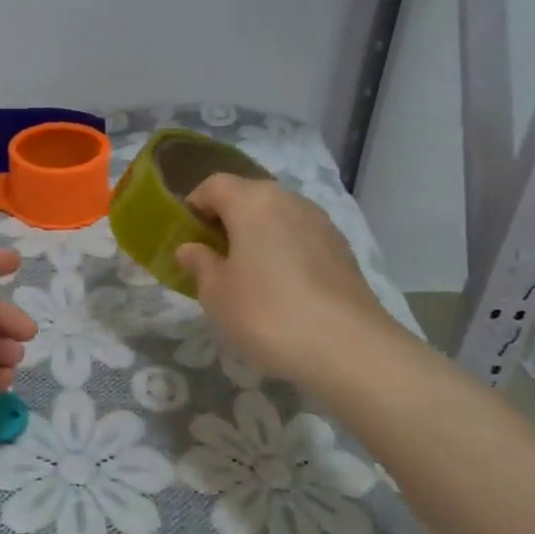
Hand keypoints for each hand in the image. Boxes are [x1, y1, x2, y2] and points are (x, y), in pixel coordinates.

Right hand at [175, 175, 402, 385]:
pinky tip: (280, 288)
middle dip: (227, 220)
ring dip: (257, 236)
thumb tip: (191, 248)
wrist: (348, 348)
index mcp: (253, 202)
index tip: (186, 236)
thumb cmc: (266, 312)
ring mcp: (322, 224)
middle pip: (249, 197)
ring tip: (246, 275)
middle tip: (213, 256)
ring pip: (278, 218)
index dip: (195, 205)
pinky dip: (284, 252)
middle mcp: (290, 201)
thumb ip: (200, 263)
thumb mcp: (215, 292)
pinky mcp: (343, 250)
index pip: (214, 185)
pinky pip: (300, 239)